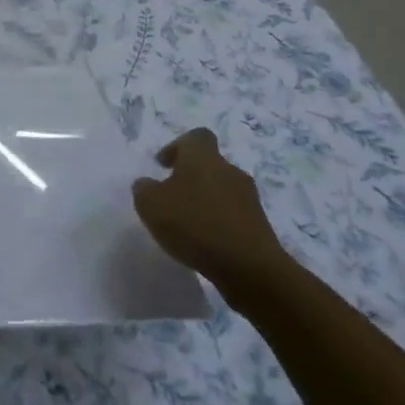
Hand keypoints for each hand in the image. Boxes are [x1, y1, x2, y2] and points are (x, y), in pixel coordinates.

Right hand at [132, 129, 288, 301]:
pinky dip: (219, 221)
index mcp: (203, 158)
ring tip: (188, 224)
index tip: (164, 166)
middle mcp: (229, 170)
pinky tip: (206, 242)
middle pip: (209, 164)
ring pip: (222, 190)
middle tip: (171, 198)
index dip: (178, 147)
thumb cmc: (194, 225)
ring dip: (205, 201)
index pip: (196, 137)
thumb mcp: (150, 205)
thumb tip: (147, 184)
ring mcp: (249, 198)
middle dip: (190, 177)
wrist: (249, 267)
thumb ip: (144, 189)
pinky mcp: (259, 224)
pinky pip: (233, 214)